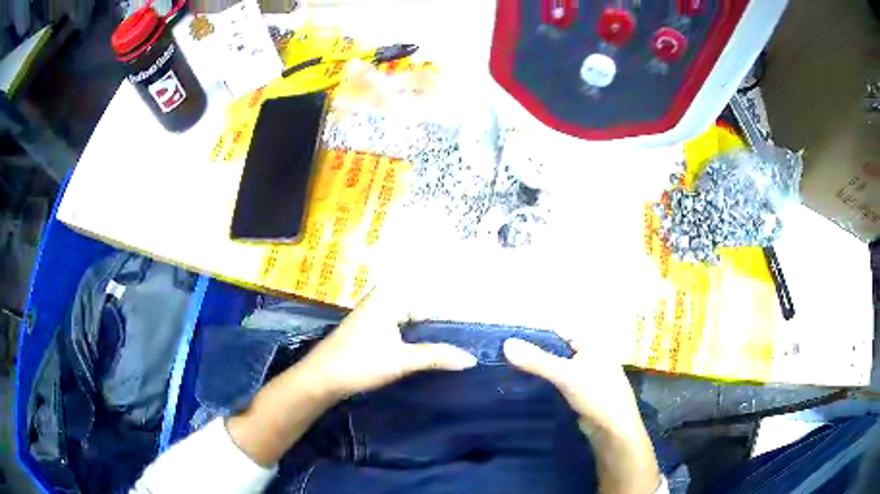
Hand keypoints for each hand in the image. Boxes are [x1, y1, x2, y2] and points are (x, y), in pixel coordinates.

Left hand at [298, 287, 477, 399]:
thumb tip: (472, 359)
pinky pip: (402, 330)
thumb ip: (437, 356)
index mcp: (390, 295)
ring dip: (429, 336)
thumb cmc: (359, 362)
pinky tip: (430, 354)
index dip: (452, 316)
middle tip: (471, 343)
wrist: (320, 378)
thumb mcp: (402, 360)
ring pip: (412, 322)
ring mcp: (376, 315)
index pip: (432, 300)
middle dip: (442, 327)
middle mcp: (383, 299)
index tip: (475, 330)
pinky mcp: (371, 331)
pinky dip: (415, 340)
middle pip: (422, 310)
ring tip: (457, 350)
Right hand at [504, 330, 661, 493]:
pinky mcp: (581, 389)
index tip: (507, 342)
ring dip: (538, 369)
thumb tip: (506, 343)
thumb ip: (537, 360)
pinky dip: (546, 381)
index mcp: (591, 340)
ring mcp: (585, 371)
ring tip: (510, 371)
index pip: (557, 331)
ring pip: (556, 365)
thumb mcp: (565, 375)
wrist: (613, 428)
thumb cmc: (596, 394)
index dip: (534, 336)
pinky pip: (559, 380)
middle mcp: (589, 352)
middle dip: (534, 353)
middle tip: (504, 358)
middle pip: (555, 348)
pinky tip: (527, 386)